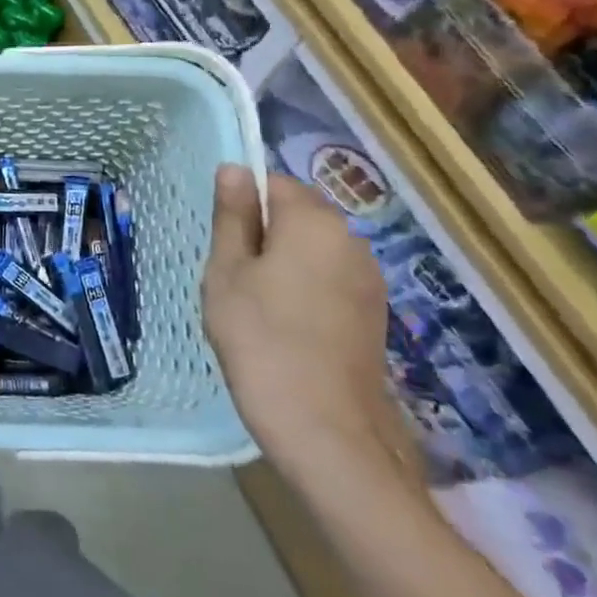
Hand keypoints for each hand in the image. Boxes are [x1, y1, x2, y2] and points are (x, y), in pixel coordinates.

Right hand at [203, 167, 417, 485]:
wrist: (325, 428)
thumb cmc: (260, 339)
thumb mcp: (227, 272)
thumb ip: (233, 216)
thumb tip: (235, 168)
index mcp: (314, 222)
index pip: (273, 183)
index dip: (242, 207)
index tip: (223, 245)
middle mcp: (351, 240)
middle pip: (297, 215)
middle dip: (262, 235)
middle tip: (231, 279)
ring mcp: (368, 279)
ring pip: (312, 250)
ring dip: (282, 265)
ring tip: (255, 308)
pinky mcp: (373, 313)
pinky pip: (328, 281)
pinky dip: (303, 290)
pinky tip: (284, 328)